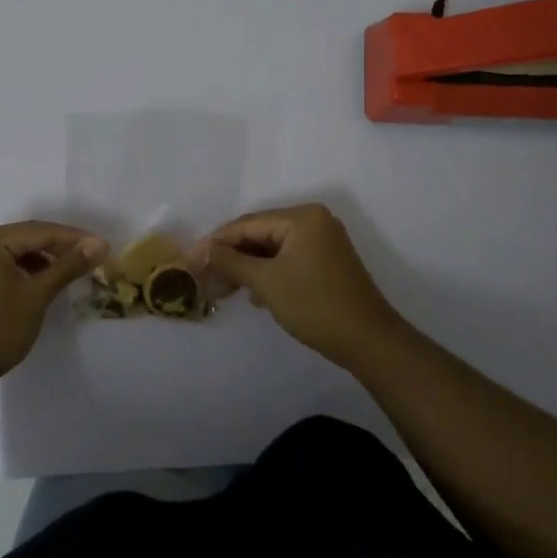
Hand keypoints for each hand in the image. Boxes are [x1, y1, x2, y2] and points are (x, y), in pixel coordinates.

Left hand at [0, 222, 106, 391]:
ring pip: (16, 252)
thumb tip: (99, 245)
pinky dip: (26, 271)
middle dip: (60, 247)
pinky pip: (4, 265)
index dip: (75, 238)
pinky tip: (44, 282)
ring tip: (72, 271)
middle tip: (92, 257)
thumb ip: (68, 266)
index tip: (104, 247)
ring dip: (44, 260)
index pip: (41, 231)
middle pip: (27, 238)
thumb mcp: (37, 294)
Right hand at [195, 203, 405, 367]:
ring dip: (247, 268)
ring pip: (272, 249)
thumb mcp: (266, 282)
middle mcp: (313, 221)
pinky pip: (287, 259)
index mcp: (302, 217)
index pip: (247, 224)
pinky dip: (268, 273)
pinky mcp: (326, 262)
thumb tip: (200, 251)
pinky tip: (254, 295)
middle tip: (204, 279)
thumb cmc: (314, 304)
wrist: (367, 340)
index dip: (215, 243)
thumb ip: (231, 262)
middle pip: (259, 234)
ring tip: (223, 291)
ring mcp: (323, 241)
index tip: (189, 260)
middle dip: (231, 257)